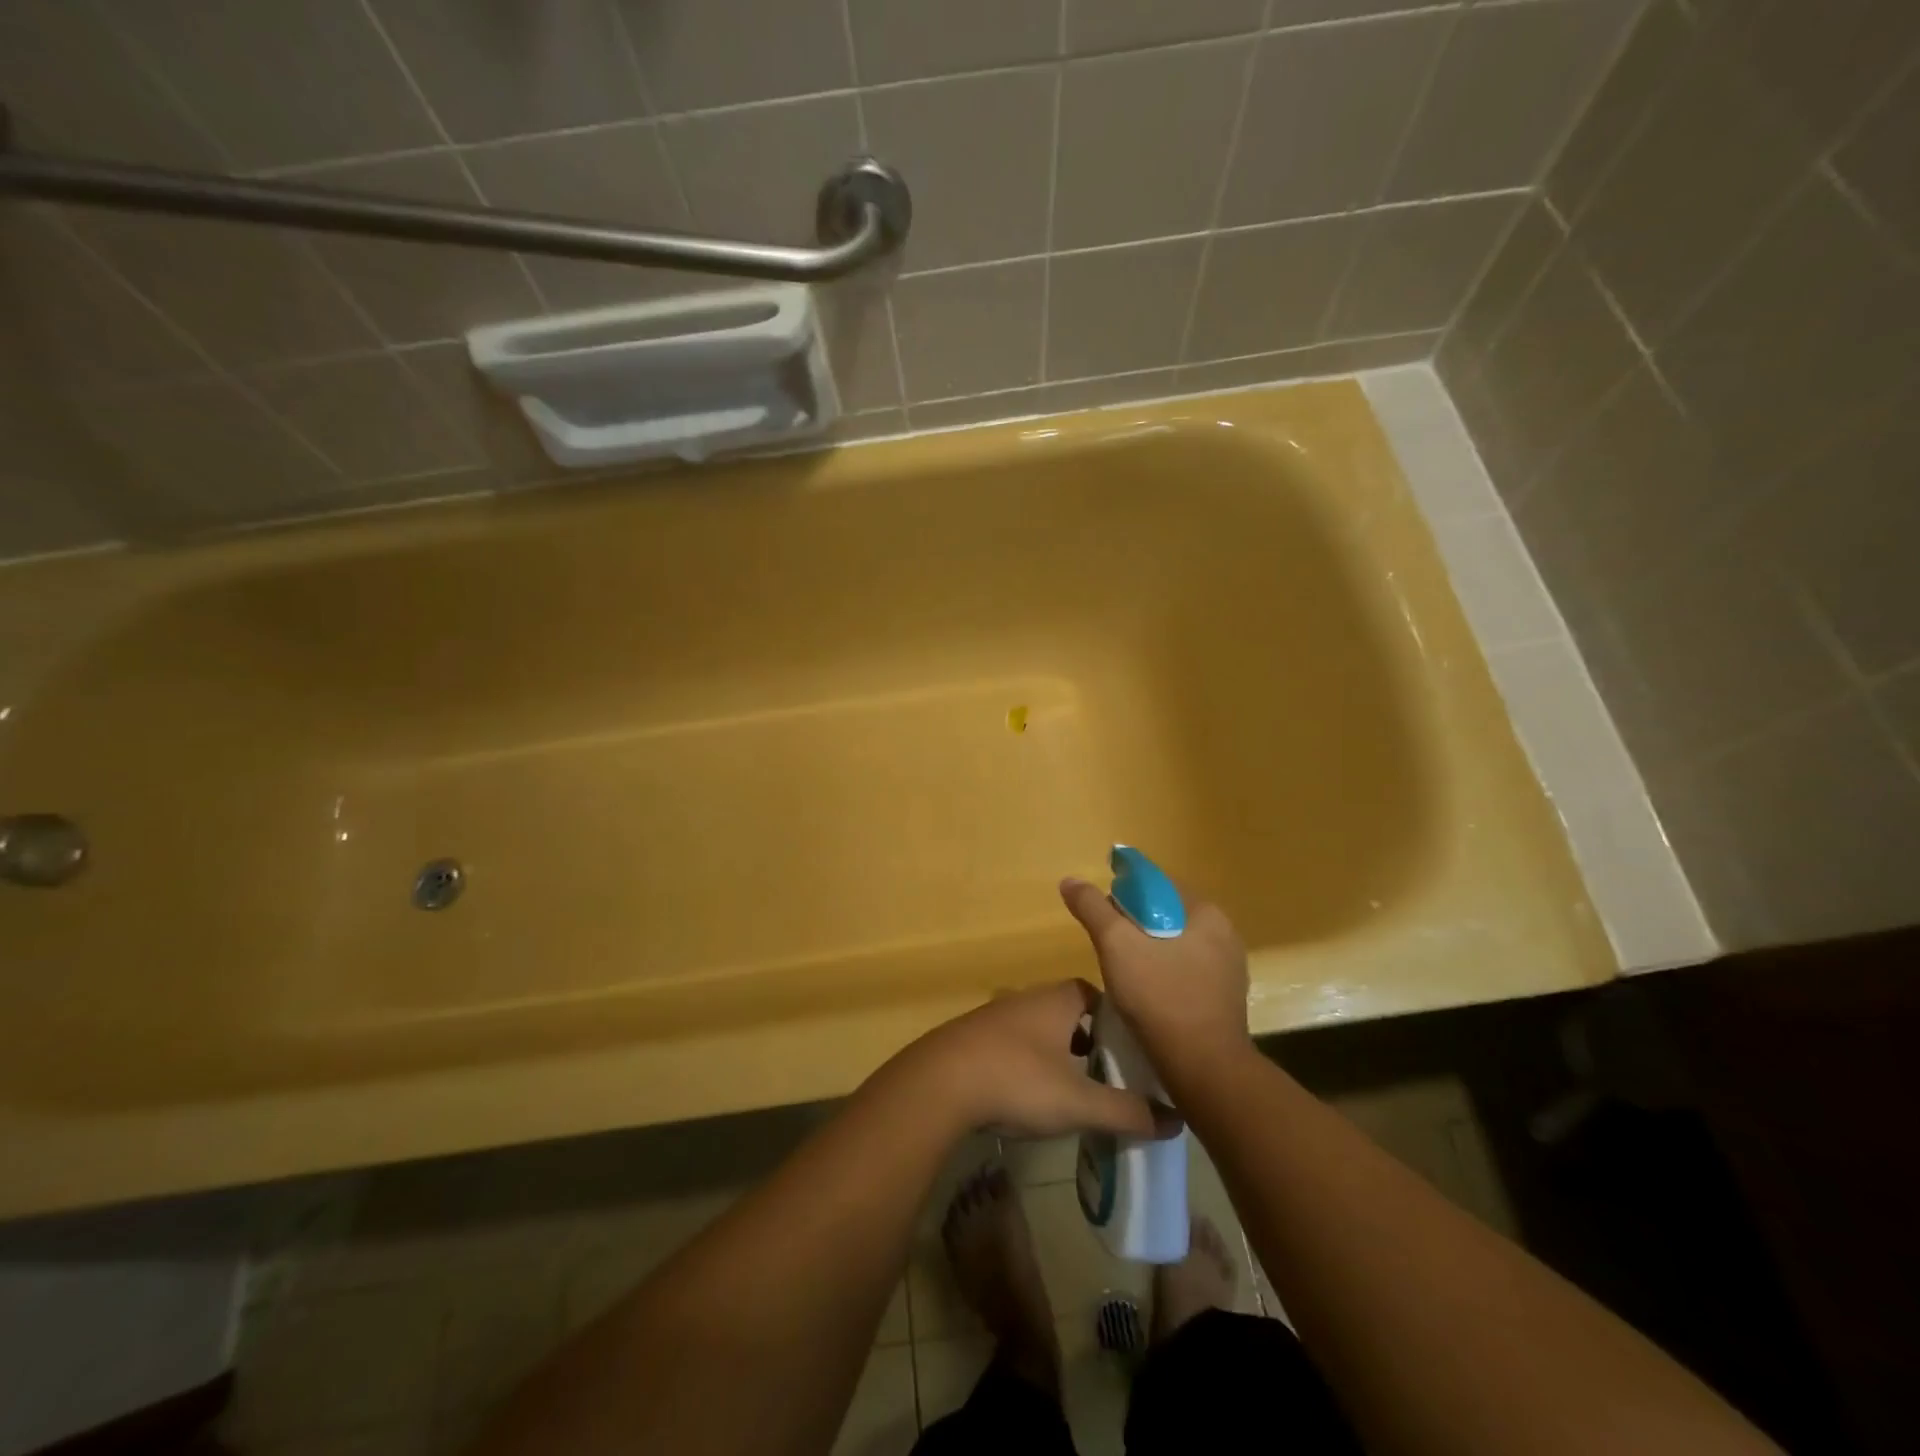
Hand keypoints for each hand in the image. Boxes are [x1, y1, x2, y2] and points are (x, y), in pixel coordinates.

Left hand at [890, 980, 1174, 1140]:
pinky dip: (1026, 1063)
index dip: (1113, 1016)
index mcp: (1056, 1001)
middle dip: (1087, 1038)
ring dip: (1055, 1052)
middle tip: (1107, 1074)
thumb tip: (1177, 1121)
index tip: (1129, 1047)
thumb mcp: (1079, 1102)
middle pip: (1065, 1011)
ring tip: (1072, 1088)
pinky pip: (1010, 1044)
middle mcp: (1026, 1000)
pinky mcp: (971, 1040)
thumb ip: (1128, 1111)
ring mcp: (995, 1018)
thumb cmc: (1018, 1080)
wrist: (940, 1083)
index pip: (1092, 993)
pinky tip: (1028, 1095)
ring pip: (1037, 1029)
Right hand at [1058, 876, 1250, 1077]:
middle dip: (1133, 925)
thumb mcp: (1116, 945)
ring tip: (1121, 972)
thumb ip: (1093, 908)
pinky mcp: (1223, 997)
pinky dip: (1162, 973)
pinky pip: (1185, 970)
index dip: (1124, 893)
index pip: (1158, 885)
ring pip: (1174, 944)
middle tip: (1107, 946)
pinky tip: (1145, 993)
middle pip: (1165, 914)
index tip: (1102, 915)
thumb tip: (1070, 880)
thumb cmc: (1160, 997)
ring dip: (1147, 950)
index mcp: (1206, 913)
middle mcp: (1224, 934)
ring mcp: (1227, 968)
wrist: (1204, 1069)